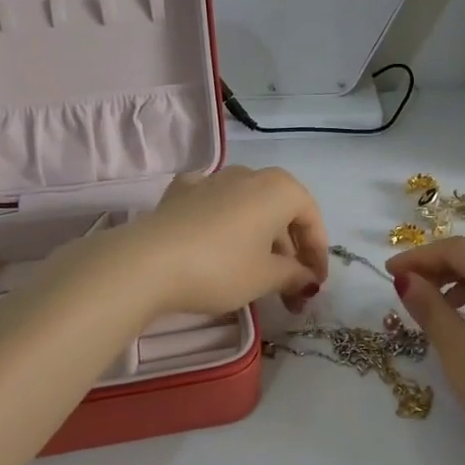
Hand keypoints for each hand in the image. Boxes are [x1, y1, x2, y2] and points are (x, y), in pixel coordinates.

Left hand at [108, 166, 329, 320]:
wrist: (147, 263)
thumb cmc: (220, 268)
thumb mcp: (265, 278)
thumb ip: (294, 275)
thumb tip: (308, 279)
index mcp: (279, 189)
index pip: (311, 219)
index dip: (318, 254)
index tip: (315, 286)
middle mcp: (250, 175)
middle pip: (281, 212)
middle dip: (290, 251)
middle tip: (290, 290)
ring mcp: (213, 179)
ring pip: (249, 207)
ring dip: (260, 237)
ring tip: (258, 273)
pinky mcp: (182, 191)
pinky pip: (215, 203)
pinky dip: (224, 222)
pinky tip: (218, 241)